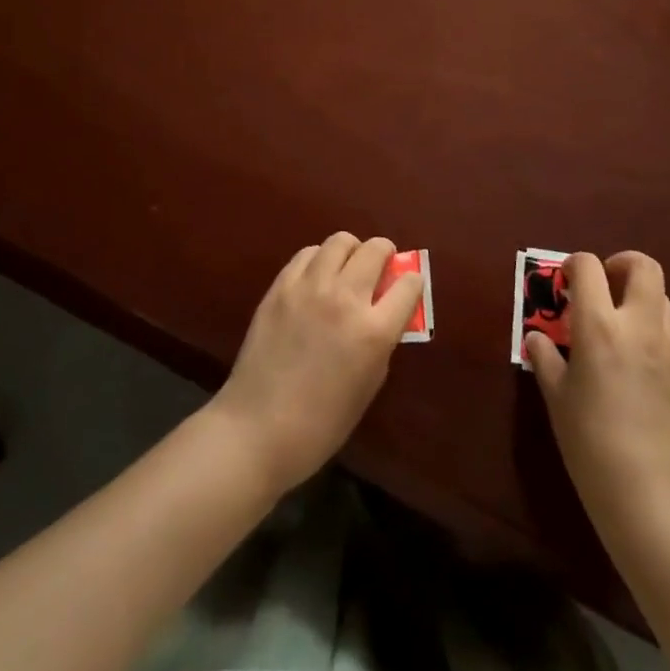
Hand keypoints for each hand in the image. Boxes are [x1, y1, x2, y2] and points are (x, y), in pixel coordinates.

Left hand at [211, 233, 423, 491]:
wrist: (257, 429)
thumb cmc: (322, 423)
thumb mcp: (369, 384)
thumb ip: (383, 341)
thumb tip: (387, 312)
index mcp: (374, 331)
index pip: (408, 284)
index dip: (412, 283)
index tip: (408, 287)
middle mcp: (345, 298)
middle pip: (375, 249)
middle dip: (385, 254)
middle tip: (381, 267)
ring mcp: (309, 288)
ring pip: (340, 241)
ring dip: (352, 250)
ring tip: (347, 267)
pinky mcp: (280, 286)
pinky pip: (307, 254)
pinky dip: (319, 259)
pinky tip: (317, 278)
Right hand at [526, 251, 669, 535]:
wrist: (649, 496)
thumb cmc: (590, 443)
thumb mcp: (556, 398)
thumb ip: (545, 359)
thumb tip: (537, 339)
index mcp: (600, 326)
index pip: (589, 266)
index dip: (574, 264)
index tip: (565, 281)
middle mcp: (639, 327)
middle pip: (644, 267)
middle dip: (622, 263)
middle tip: (604, 284)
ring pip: (663, 299)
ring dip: (640, 298)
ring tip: (619, 324)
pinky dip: (651, 334)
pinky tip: (636, 368)